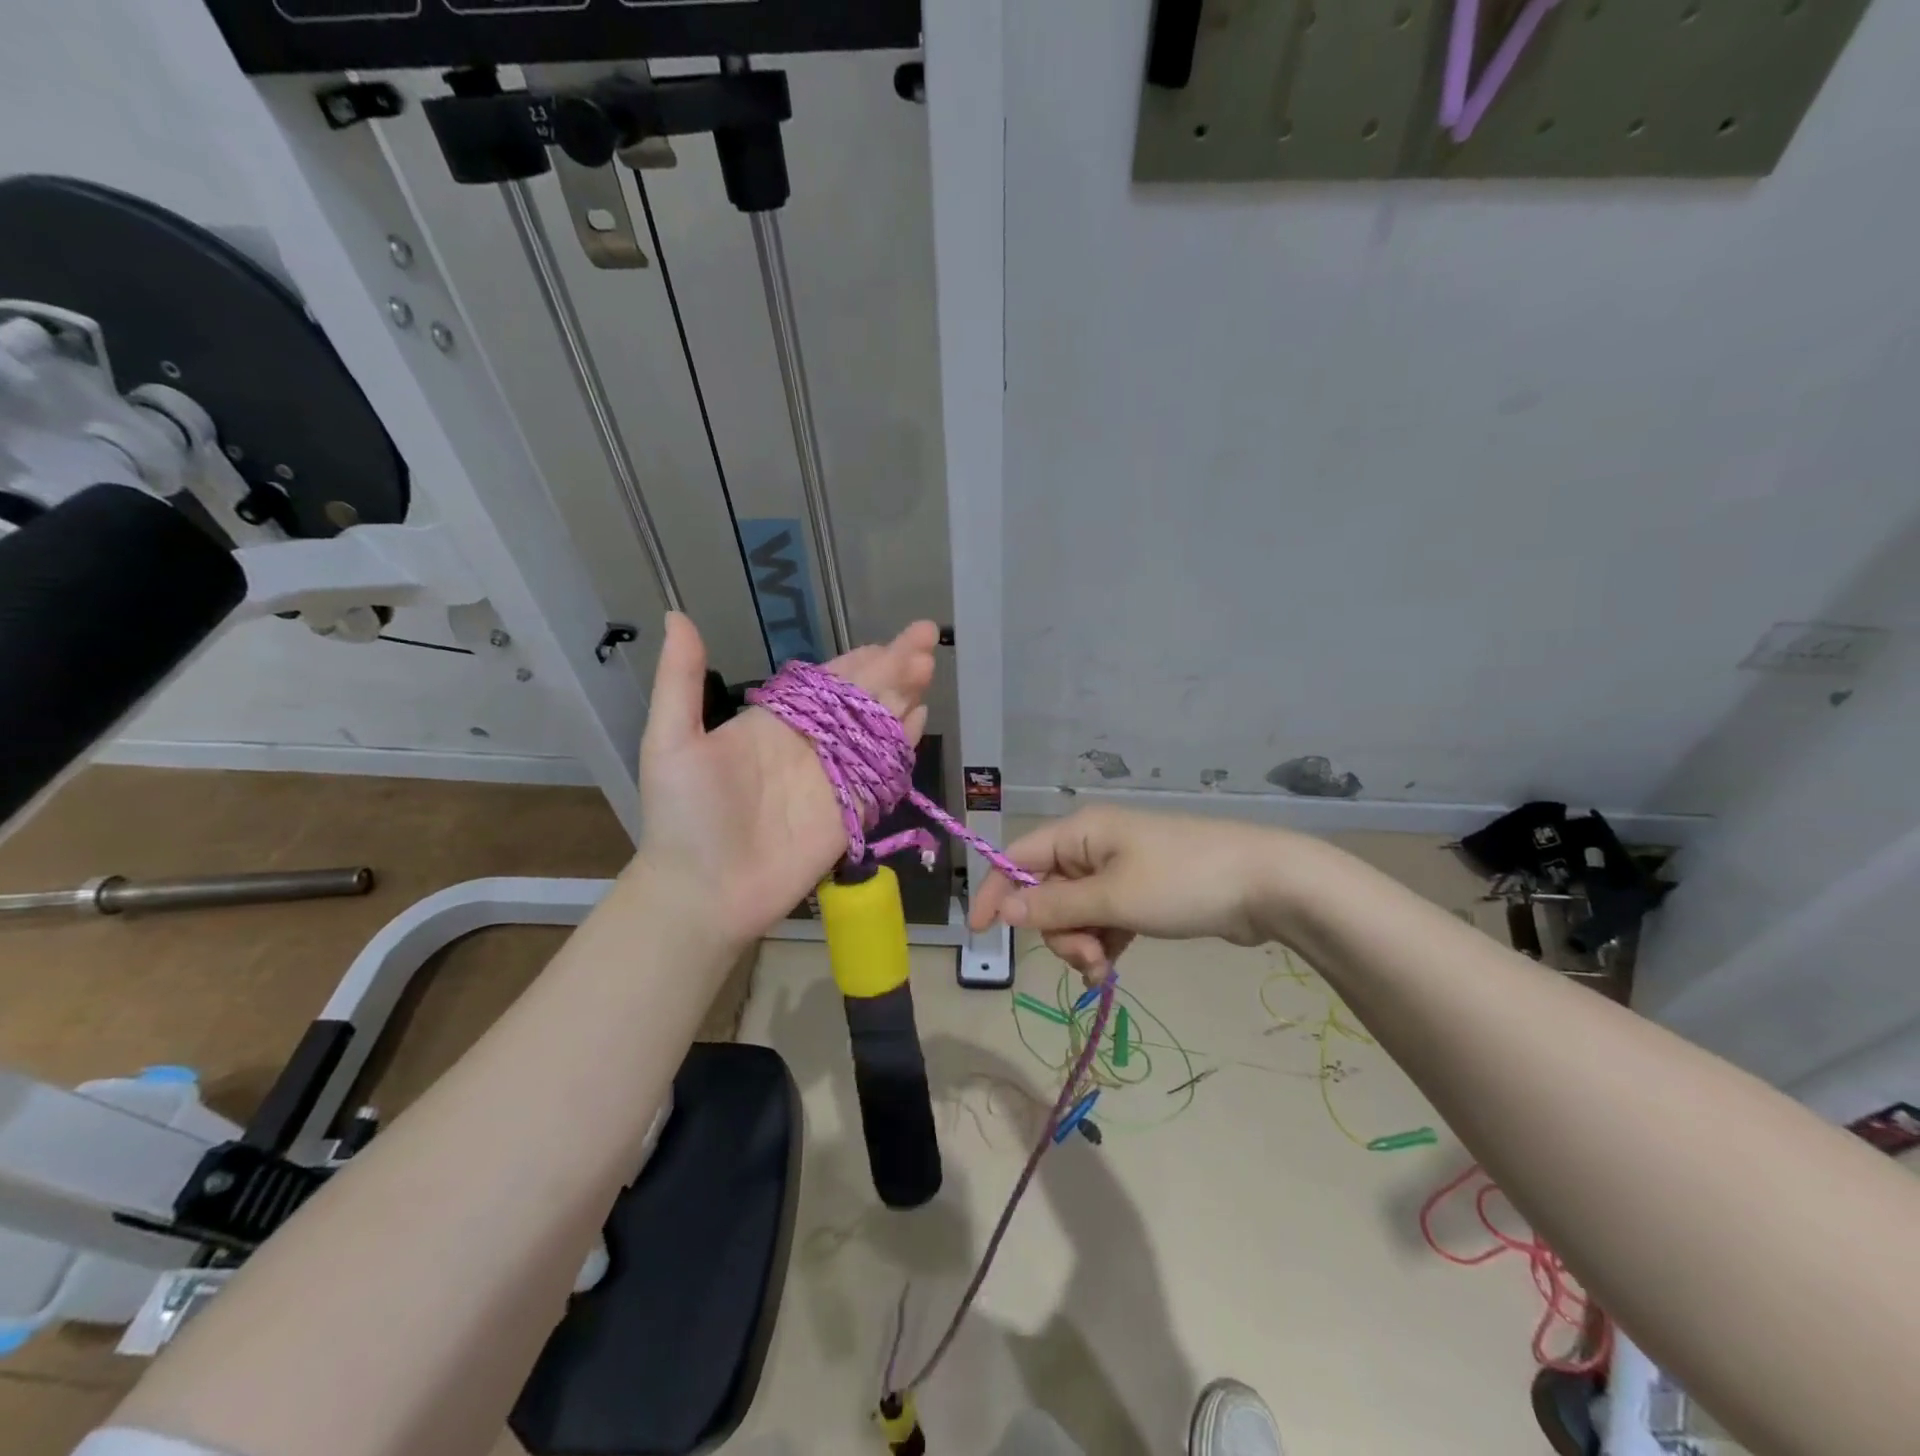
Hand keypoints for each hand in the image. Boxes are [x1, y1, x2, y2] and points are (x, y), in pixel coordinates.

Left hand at [636, 613, 937, 947]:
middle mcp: (810, 744)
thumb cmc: (684, 816)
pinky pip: (883, 772)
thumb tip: (676, 614)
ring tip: (926, 668)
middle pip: (860, 698)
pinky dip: (903, 745)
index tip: (889, 638)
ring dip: (902, 698)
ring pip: (877, 729)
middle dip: (893, 668)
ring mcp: (834, 778)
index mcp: (775, 722)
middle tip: (924, 639)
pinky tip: (920, 719)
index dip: (859, 659)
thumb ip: (680, 680)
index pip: (826, 681)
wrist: (703, 893)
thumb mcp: (671, 742)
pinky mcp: (851, 813)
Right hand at [968, 807, 1289, 976]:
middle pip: (1048, 891)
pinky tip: (1111, 967)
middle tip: (1086, 957)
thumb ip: (1056, 907)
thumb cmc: (1183, 882)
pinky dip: (1102, 942)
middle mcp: (1094, 845)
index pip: (1018, 857)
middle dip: (1057, 930)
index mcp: (1081, 832)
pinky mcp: (1143, 892)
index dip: (996, 892)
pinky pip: (1103, 918)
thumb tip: (1005, 909)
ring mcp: (1120, 869)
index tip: (980, 933)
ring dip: (1081, 942)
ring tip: (1103, 966)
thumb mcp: (1114, 898)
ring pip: (1075, 910)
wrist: (1268, 884)